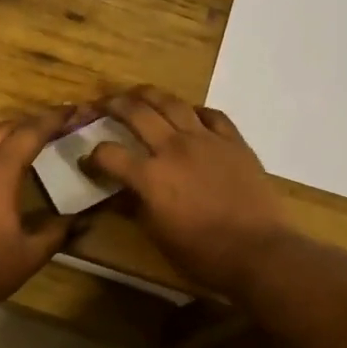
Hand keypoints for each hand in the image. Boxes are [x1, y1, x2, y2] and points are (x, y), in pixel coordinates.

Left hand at [0, 108, 75, 321]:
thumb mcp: (32, 253)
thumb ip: (59, 230)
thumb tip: (83, 218)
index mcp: (1, 170)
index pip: (32, 132)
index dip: (54, 119)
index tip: (72, 110)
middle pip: (5, 127)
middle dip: (30, 125)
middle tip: (49, 130)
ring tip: (10, 139)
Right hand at [84, 86, 291, 295]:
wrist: (258, 251)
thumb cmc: (202, 253)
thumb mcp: (158, 235)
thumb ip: (136, 207)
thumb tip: (122, 194)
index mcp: (149, 176)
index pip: (108, 154)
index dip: (92, 156)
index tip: (88, 161)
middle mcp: (173, 148)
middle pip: (136, 113)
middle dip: (114, 105)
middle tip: (105, 104)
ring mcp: (206, 140)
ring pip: (172, 103)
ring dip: (150, 95)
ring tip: (139, 94)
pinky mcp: (233, 141)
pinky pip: (211, 115)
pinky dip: (195, 111)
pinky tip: (190, 115)